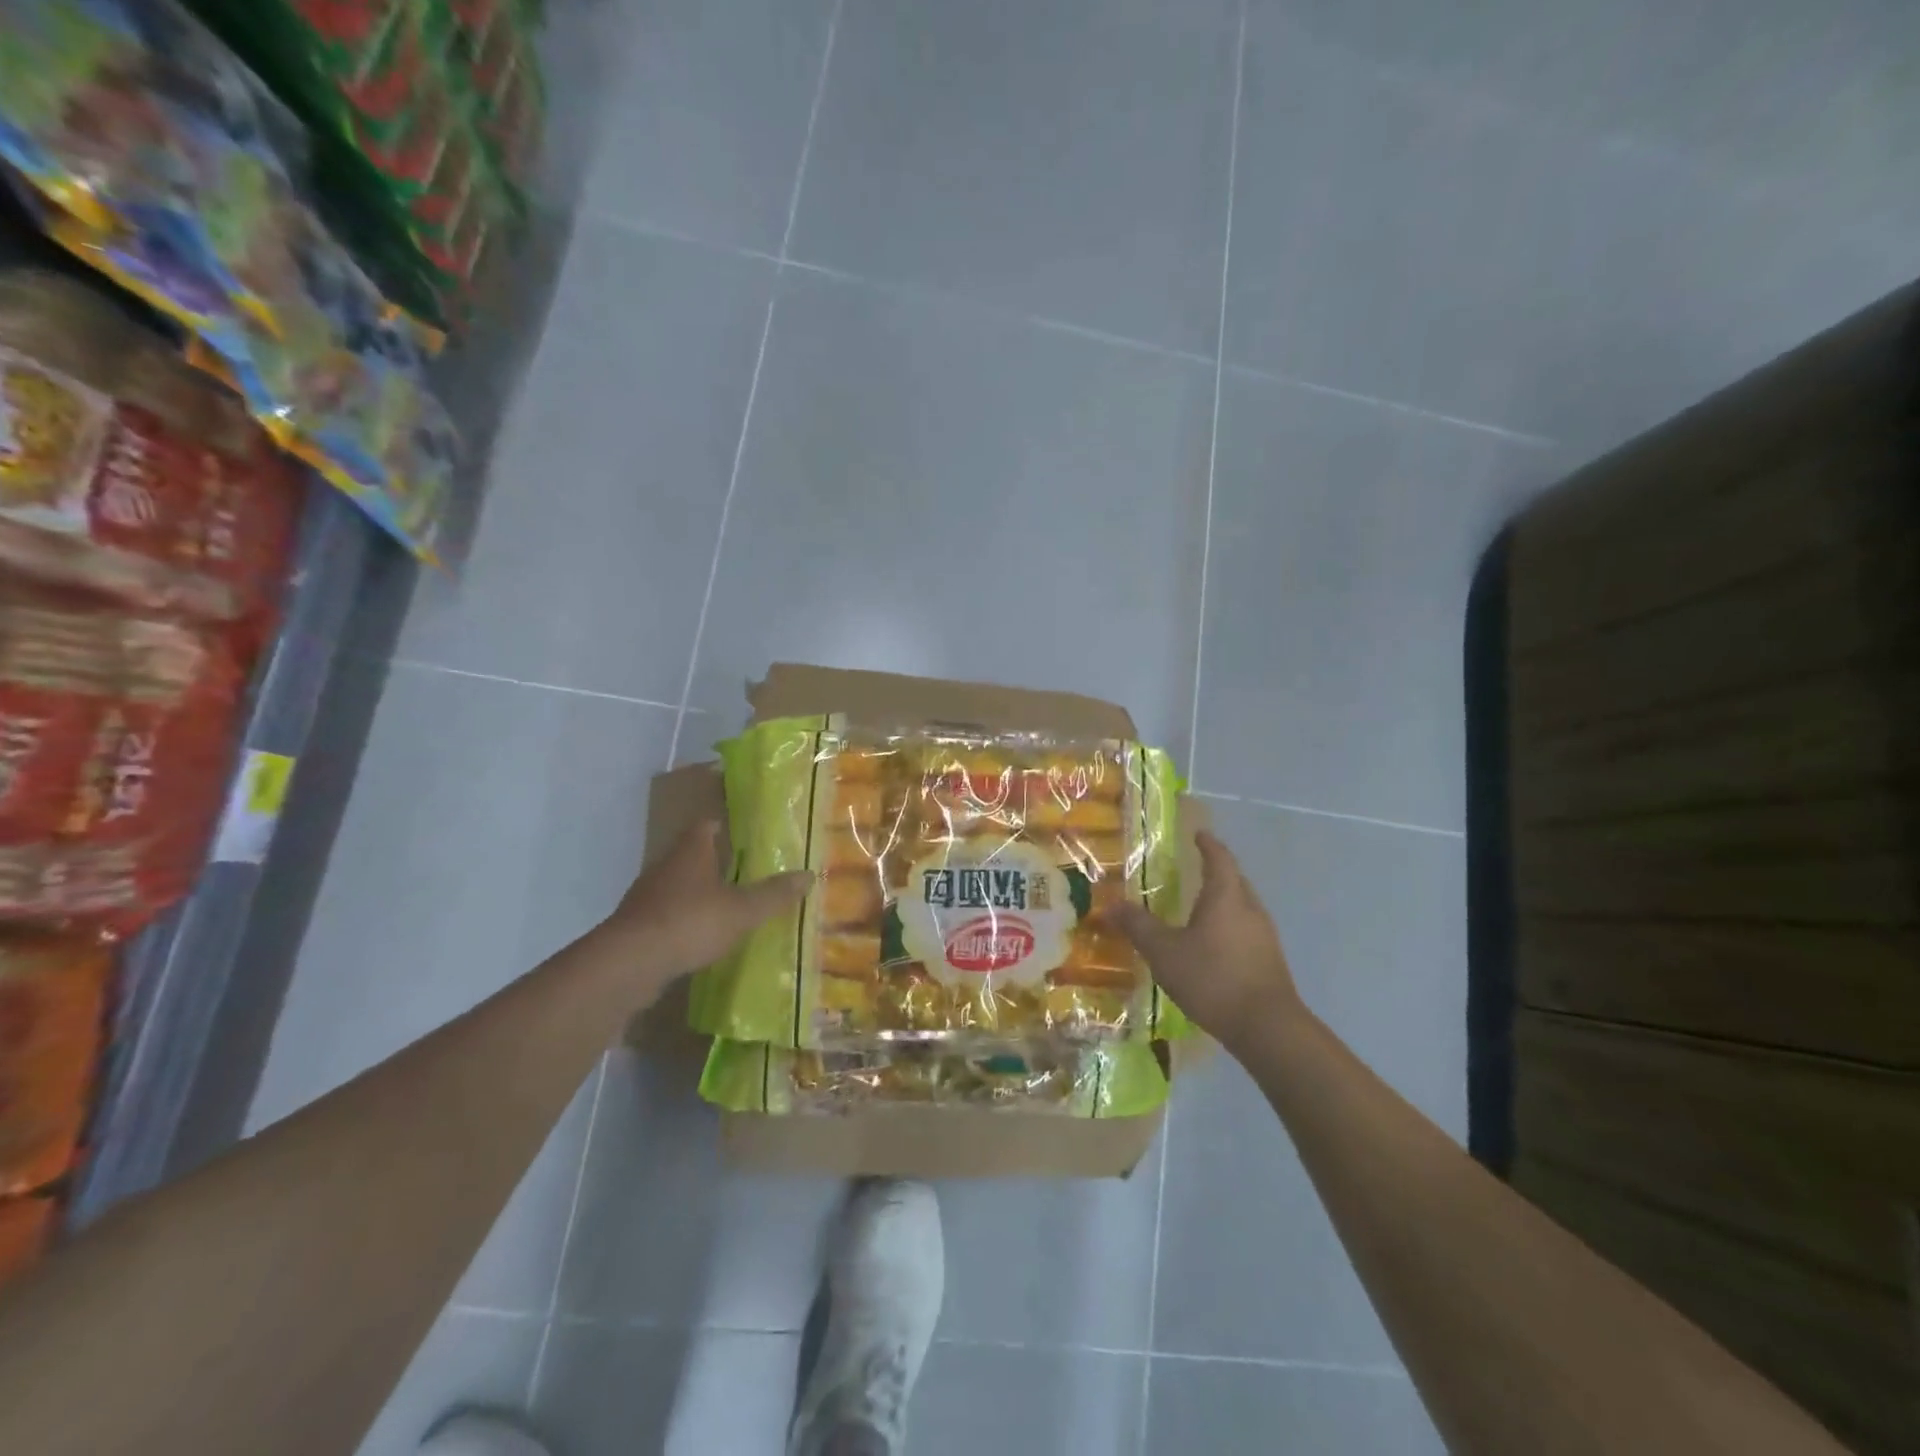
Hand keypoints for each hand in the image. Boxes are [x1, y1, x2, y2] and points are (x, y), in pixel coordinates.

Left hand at [601, 820, 810, 984]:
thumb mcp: (742, 910)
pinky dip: (683, 919)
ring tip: (725, 902)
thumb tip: (809, 875)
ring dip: (696, 891)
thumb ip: (774, 894)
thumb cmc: (690, 922)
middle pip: (689, 854)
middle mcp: (665, 867)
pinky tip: (699, 935)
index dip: (721, 824)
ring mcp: (646, 897)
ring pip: (676, 885)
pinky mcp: (636, 927)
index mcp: (690, 852)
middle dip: (712, 860)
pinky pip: (665, 914)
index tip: (739, 828)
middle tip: (741, 866)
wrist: (629, 964)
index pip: (704, 825)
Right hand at [1110, 830, 1307, 1052]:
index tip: (1197, 834)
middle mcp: (1250, 909)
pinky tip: (1211, 946)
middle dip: (1215, 872)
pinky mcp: (1269, 961)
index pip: (1219, 858)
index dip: (1208, 844)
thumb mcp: (1164, 951)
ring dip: (1222, 902)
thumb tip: (1110, 904)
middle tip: (1192, 870)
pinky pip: (1246, 931)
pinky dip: (1228, 927)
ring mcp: (1264, 936)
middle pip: (1234, 880)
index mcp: (1226, 896)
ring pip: (1242, 907)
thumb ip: (1137, 926)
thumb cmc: (1212, 978)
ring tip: (1197, 908)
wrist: (1267, 1028)